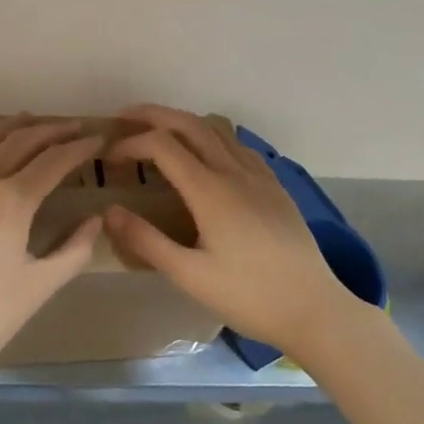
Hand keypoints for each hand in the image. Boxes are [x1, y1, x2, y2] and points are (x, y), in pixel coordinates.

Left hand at [0, 117, 104, 380]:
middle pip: (18, 144)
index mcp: (11, 202)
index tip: (96, 139)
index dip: (78, 149)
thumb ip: (73, 249)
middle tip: (70, 126)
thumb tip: (95, 219)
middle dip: (48, 131)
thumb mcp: (39, 287)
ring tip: (26, 119)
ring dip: (5, 128)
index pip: (52, 163)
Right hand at [104, 105, 360, 355]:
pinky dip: (212, 137)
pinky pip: (238, 145)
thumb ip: (146, 241)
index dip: (130, 143)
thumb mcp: (189, 276)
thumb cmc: (248, 296)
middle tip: (123, 120)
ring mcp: (259, 175)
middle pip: (189, 123)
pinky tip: (206, 158)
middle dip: (153, 115)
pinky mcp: (275, 186)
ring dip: (183, 122)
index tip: (109, 159)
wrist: (314, 308)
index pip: (162, 145)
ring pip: (217, 129)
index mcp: (210, 190)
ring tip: (159, 134)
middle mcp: (234, 171)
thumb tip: (109, 212)